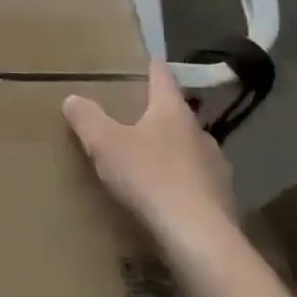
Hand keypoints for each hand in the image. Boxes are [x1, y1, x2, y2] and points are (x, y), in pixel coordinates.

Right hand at [63, 67, 234, 249]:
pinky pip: (197, 181)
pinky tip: (167, 196)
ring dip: (172, 150)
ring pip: (190, 148)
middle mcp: (199, 132)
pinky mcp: (223, 199)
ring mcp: (216, 166)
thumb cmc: (150, 178)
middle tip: (136, 116)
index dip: (152, 67)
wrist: (199, 237)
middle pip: (177, 114)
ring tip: (150, 159)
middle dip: (158, 114)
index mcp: (172, 111)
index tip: (147, 59)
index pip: (162, 78)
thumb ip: (87, 118)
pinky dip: (182, 181)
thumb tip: (73, 98)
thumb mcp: (105, 144)